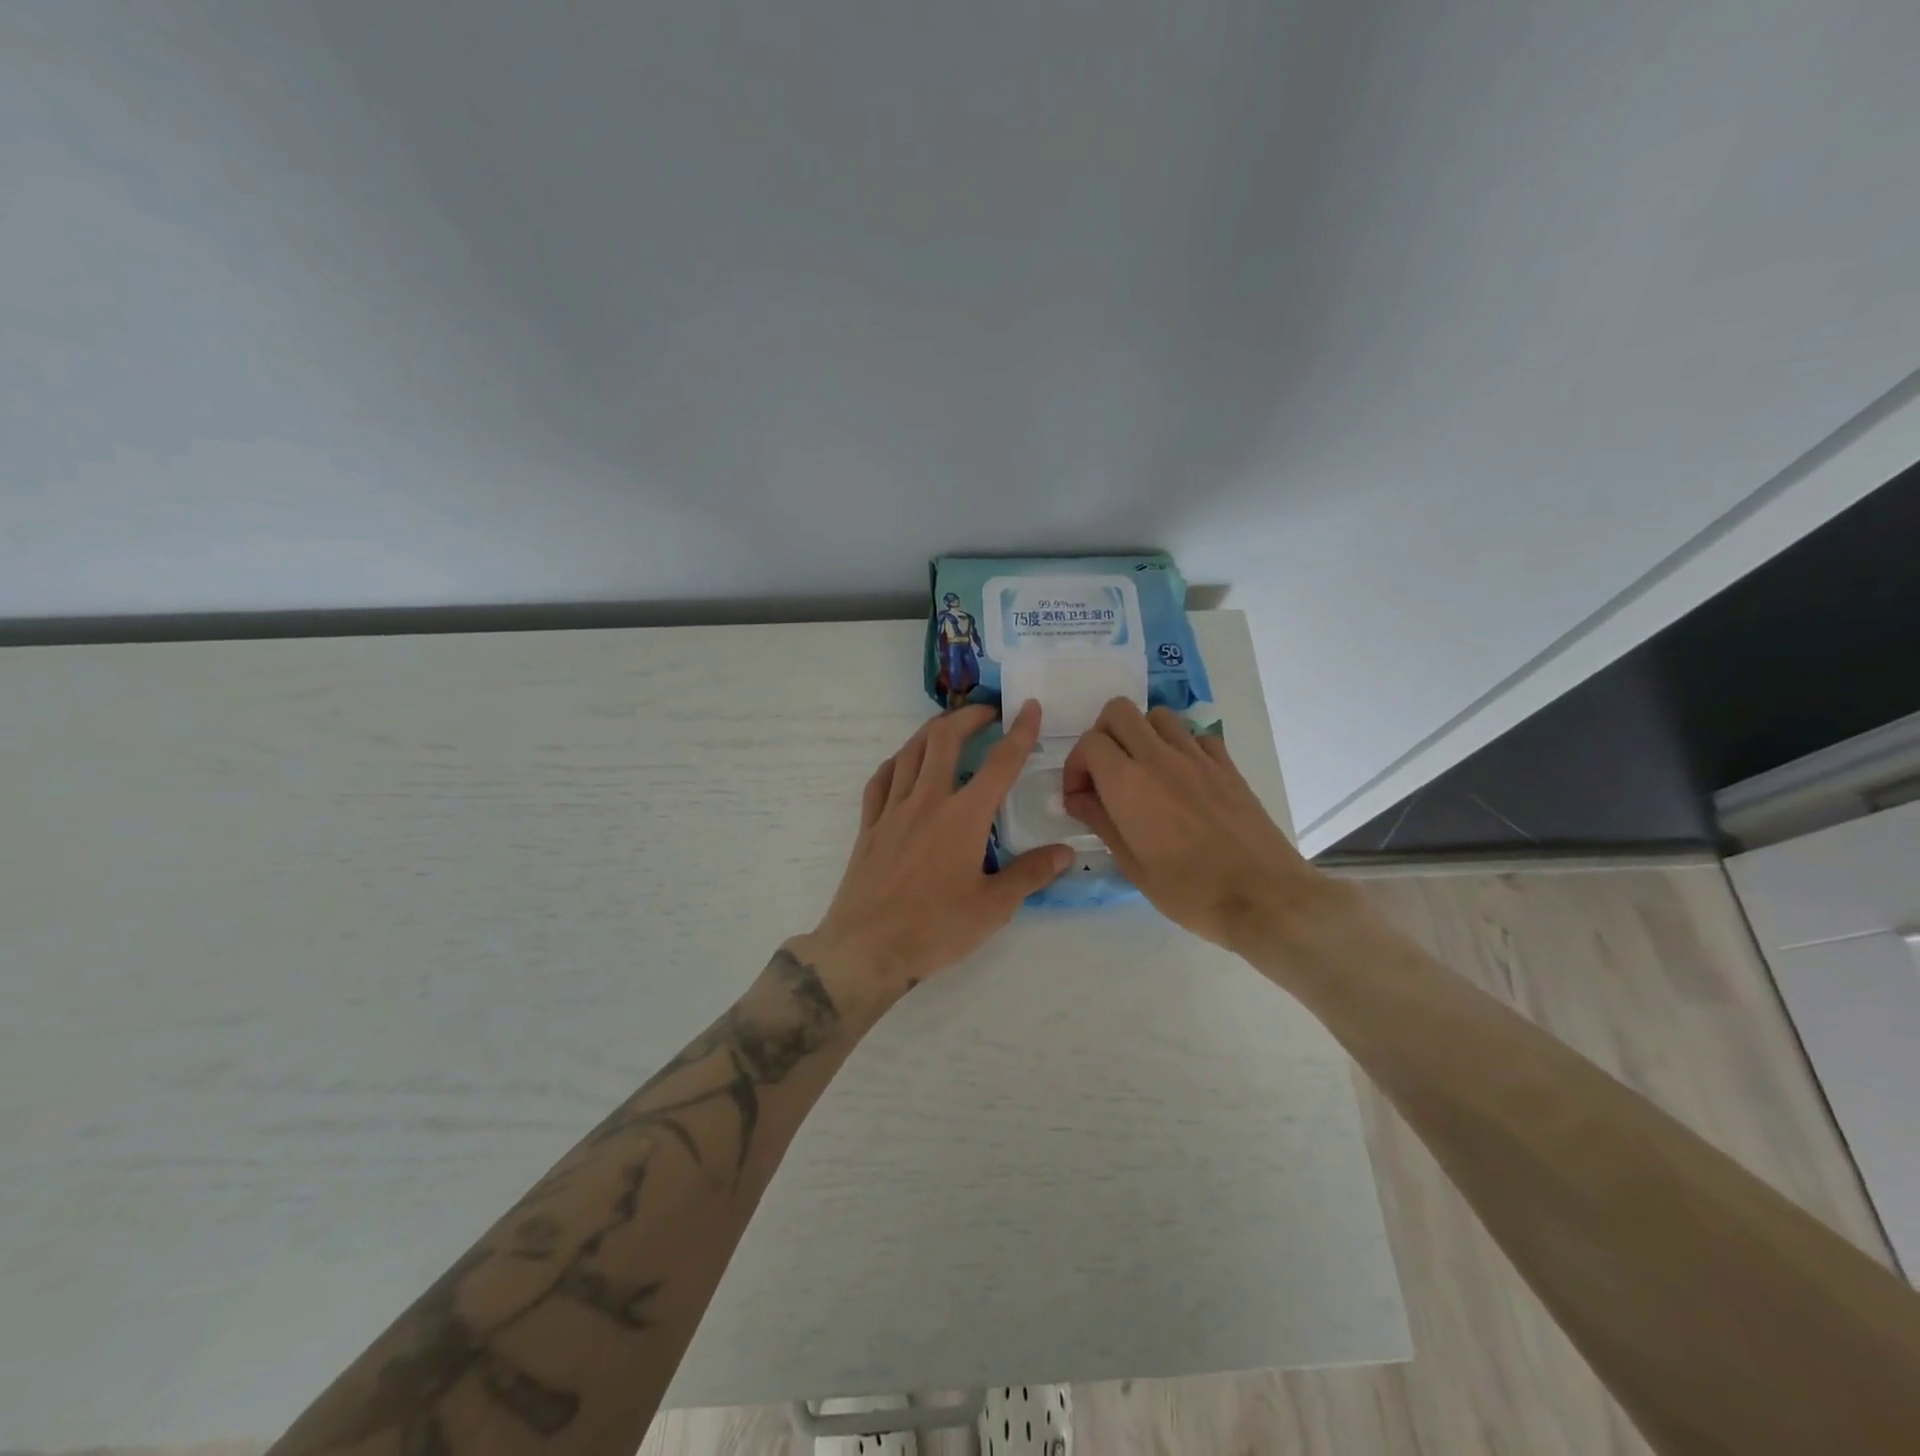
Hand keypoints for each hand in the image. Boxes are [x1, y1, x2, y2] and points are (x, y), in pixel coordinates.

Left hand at [794, 702, 1072, 1016]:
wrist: (867, 948)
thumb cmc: (936, 928)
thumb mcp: (993, 907)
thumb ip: (1030, 874)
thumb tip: (1065, 852)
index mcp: (964, 816)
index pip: (999, 763)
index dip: (1019, 731)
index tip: (1029, 706)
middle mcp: (927, 800)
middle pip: (945, 739)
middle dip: (968, 717)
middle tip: (988, 713)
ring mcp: (893, 810)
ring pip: (910, 752)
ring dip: (932, 731)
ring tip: (949, 727)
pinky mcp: (870, 826)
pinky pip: (880, 780)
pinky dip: (896, 762)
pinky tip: (903, 764)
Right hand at [1061, 699, 1348, 951]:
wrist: (1262, 896)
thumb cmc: (1189, 890)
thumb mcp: (1132, 865)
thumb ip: (1100, 821)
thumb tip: (1078, 798)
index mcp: (1128, 783)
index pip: (1089, 743)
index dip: (1076, 766)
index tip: (1080, 796)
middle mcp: (1159, 757)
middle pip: (1118, 712)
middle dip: (1102, 735)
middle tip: (1105, 773)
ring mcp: (1197, 757)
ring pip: (1157, 716)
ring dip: (1141, 735)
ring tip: (1142, 771)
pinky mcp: (1227, 765)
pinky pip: (1195, 736)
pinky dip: (1180, 746)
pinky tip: (1181, 778)